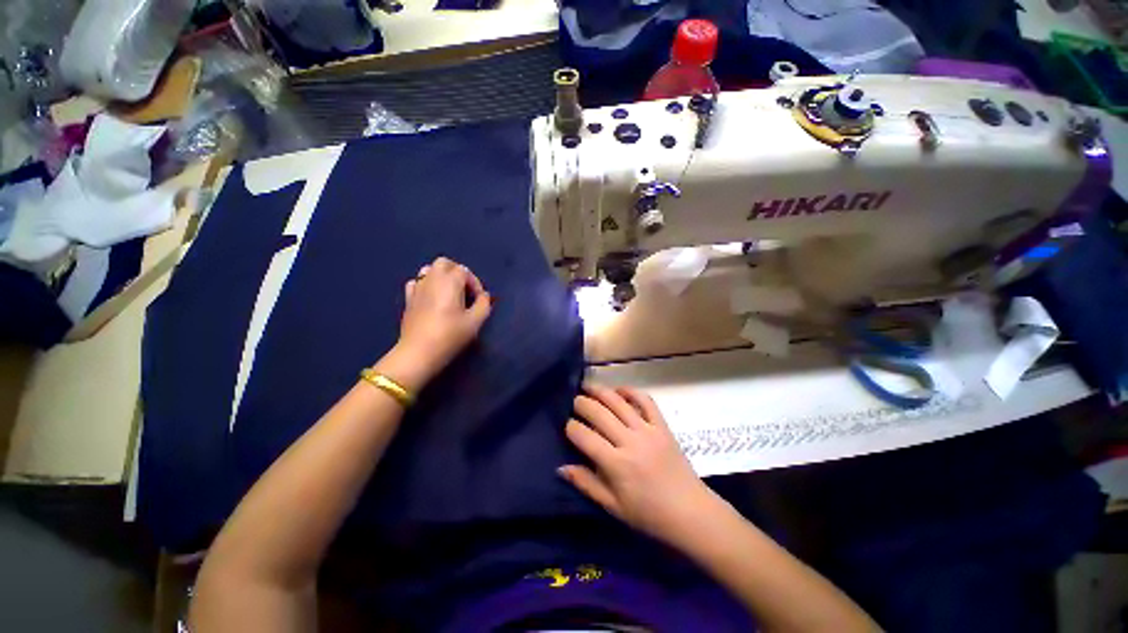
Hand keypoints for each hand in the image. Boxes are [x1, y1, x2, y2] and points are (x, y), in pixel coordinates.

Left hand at [377, 257, 491, 391]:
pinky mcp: (408, 299)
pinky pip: (417, 283)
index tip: (479, 299)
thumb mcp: (475, 321)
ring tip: (450, 293)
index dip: (475, 283)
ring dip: (441, 276)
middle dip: (457, 272)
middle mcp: (432, 279)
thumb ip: (484, 304)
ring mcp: (417, 288)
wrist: (419, 352)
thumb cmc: (450, 335)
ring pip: (428, 269)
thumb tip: (484, 296)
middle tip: (465, 290)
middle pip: (444, 263)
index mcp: (450, 282)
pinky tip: (432, 299)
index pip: (465, 271)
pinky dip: (426, 285)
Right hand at [559, 383, 724, 546]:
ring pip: (618, 402)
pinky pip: (646, 400)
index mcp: (616, 464)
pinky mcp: (662, 425)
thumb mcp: (612, 506)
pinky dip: (631, 391)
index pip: (584, 436)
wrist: (690, 512)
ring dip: (600, 391)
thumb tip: (560, 467)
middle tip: (574, 402)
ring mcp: (648, 430)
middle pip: (599, 413)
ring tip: (588, 387)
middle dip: (581, 403)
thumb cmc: (648, 514)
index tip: (567, 426)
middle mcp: (630, 441)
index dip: (571, 427)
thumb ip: (586, 483)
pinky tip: (619, 390)